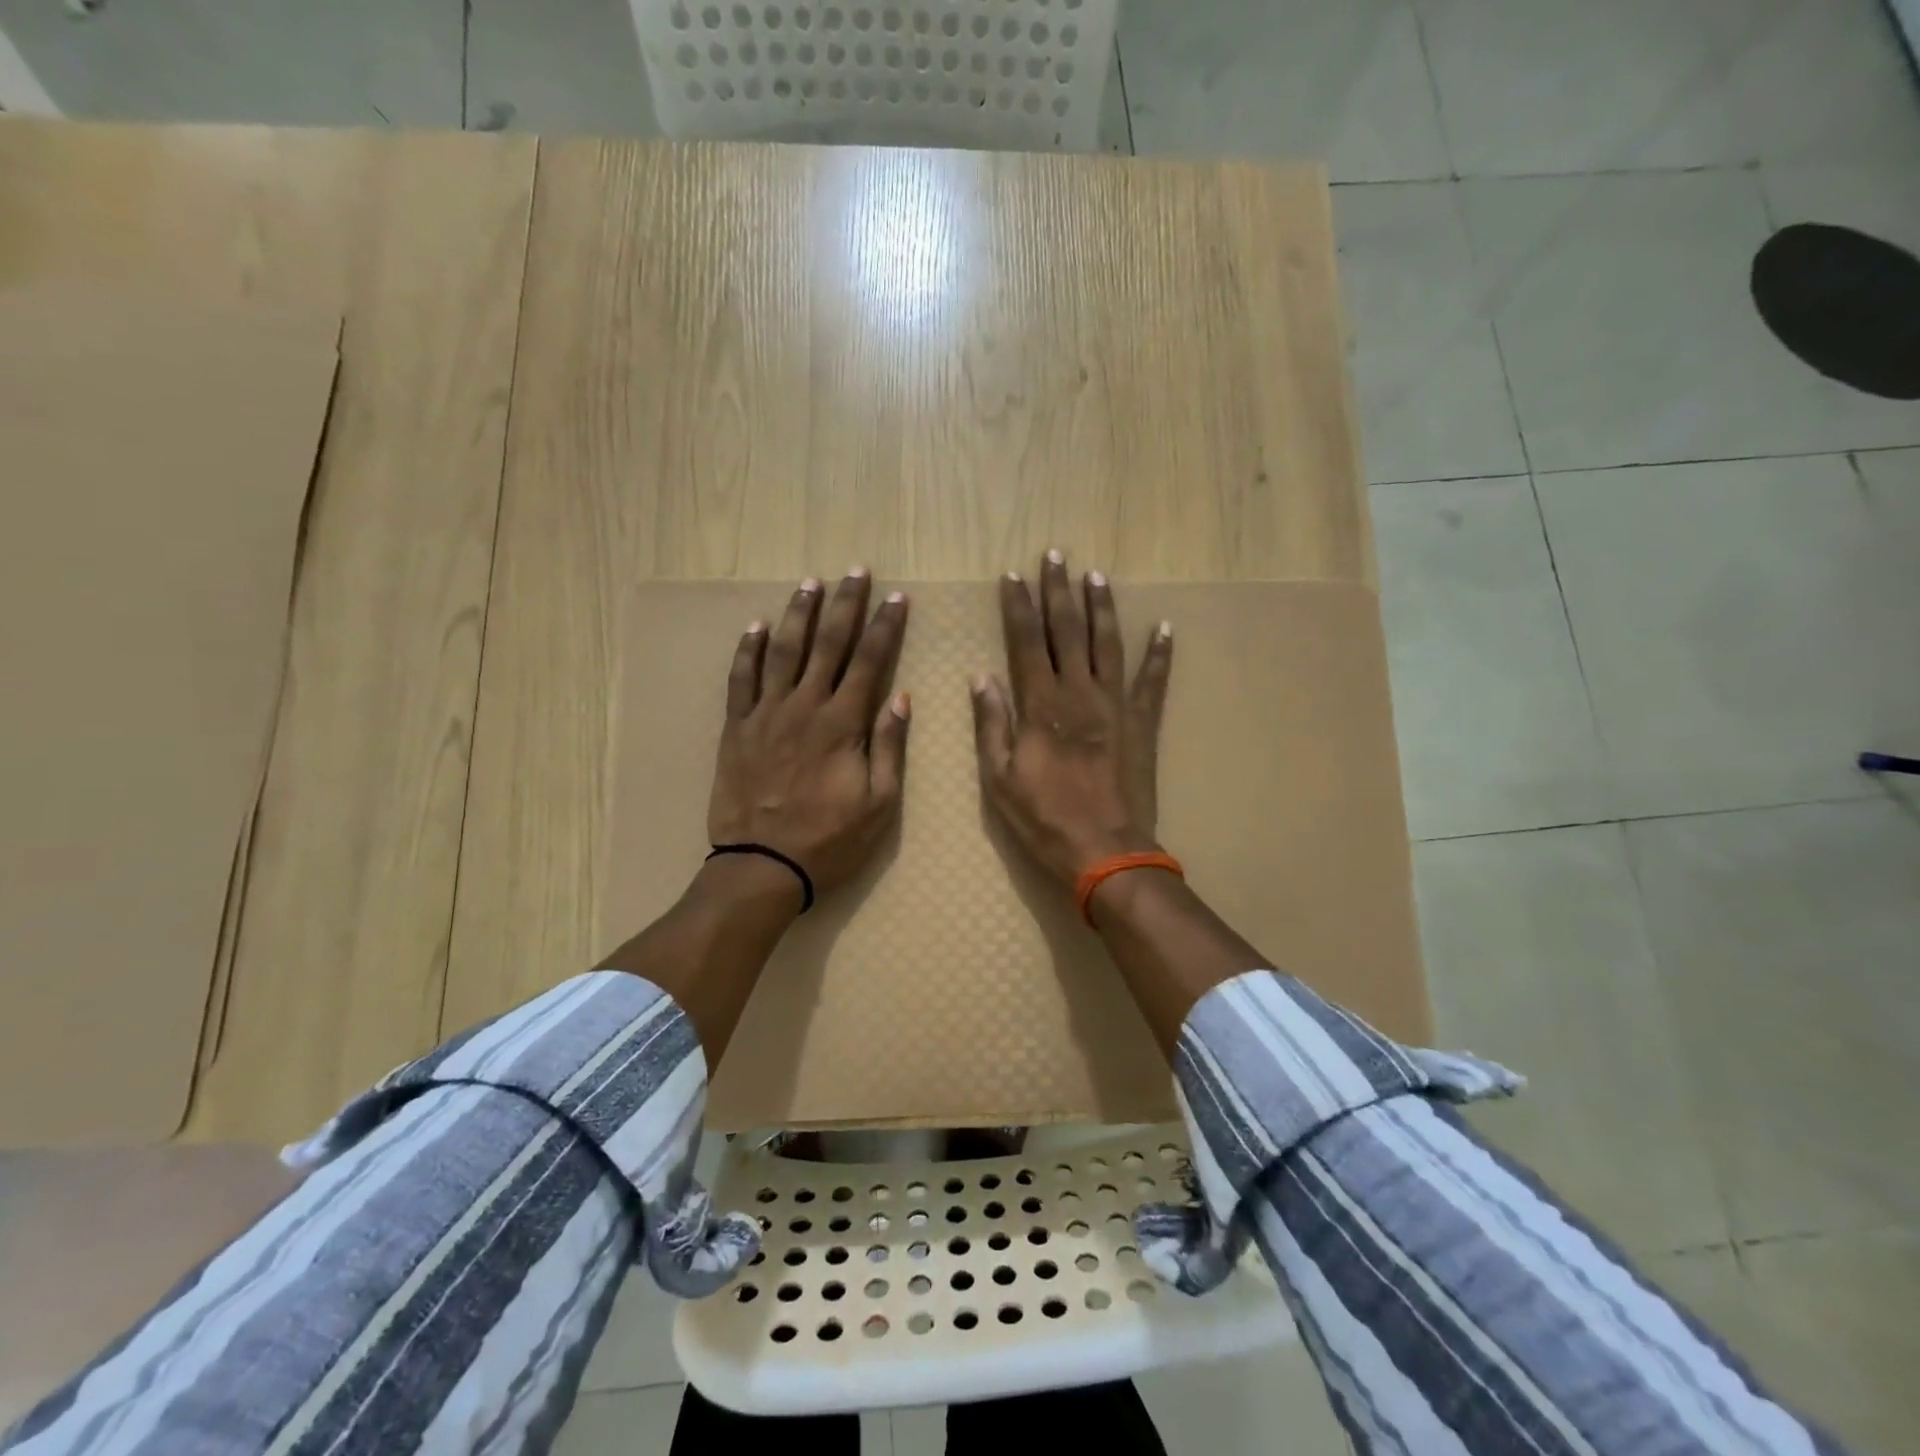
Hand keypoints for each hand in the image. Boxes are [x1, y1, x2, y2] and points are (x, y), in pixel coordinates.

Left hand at [708, 568, 911, 897]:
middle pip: (828, 644)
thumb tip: (901, 697)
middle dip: (845, 605)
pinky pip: (740, 679)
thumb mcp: (878, 804)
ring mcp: (766, 714)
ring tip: (810, 583)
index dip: (885, 627)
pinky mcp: (737, 728)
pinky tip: (755, 625)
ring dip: (798, 614)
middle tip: (855, 571)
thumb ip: (889, 747)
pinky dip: (747, 650)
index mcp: (842, 724)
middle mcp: (804, 707)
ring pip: (783, 651)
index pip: (869, 662)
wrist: (761, 866)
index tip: (896, 597)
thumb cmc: (829, 840)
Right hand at [970, 550, 1172, 888]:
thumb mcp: (1000, 778)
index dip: (1019, 607)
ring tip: (1095, 575)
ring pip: (1107, 644)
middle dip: (1058, 591)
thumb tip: (982, 676)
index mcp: (1042, 706)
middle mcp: (1080, 694)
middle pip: (1068, 631)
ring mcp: (1116, 706)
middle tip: (1055, 555)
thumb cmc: (1044, 819)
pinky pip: (1153, 681)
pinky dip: (1160, 654)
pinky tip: (1163, 627)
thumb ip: (992, 723)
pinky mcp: (1143, 723)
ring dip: (1101, 607)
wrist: (1106, 852)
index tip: (1013, 576)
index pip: (1027, 642)